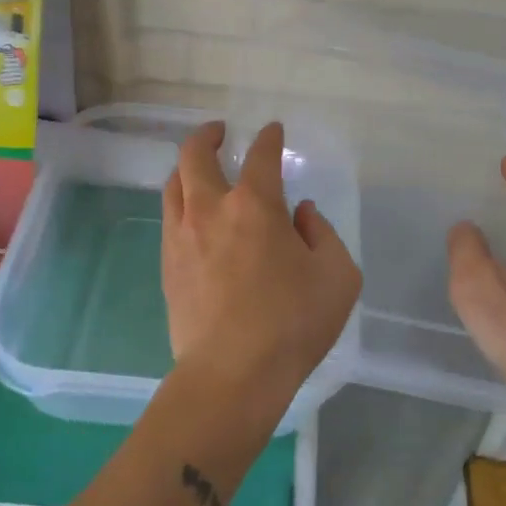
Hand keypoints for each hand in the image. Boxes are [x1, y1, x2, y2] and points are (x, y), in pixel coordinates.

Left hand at [162, 121, 362, 418]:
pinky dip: (181, 203)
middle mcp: (211, 210)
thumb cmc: (292, 323)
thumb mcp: (337, 276)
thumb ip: (323, 234)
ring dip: (187, 167)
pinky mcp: (167, 266)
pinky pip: (169, 218)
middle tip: (220, 133)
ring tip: (199, 169)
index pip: (261, 156)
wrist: (232, 375)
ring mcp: (182, 237)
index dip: (268, 138)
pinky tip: (193, 216)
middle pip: (196, 156)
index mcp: (255, 206)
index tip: (272, 131)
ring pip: (174, 184)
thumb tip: (300, 214)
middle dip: (208, 136)